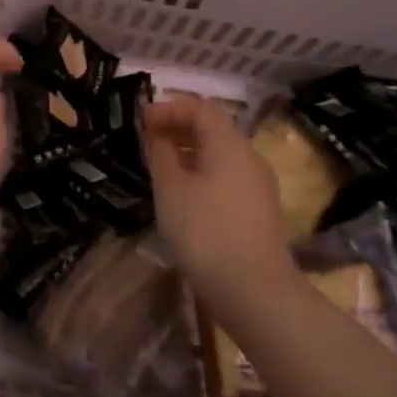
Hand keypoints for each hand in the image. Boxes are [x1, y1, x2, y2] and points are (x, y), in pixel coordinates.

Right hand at [144, 96, 298, 304]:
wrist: (253, 290)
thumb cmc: (204, 230)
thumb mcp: (170, 188)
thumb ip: (160, 153)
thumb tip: (156, 133)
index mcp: (229, 145)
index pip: (200, 107)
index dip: (168, 107)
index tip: (139, 120)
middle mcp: (249, 157)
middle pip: (212, 128)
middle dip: (176, 127)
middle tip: (144, 140)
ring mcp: (257, 185)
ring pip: (218, 154)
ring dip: (187, 151)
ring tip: (157, 165)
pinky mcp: (256, 210)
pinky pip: (224, 176)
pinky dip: (199, 172)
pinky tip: (179, 193)